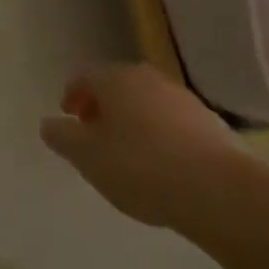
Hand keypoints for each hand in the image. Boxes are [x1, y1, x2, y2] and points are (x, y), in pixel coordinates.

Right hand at [40, 63, 240, 229]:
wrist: (219, 191)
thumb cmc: (140, 167)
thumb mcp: (87, 157)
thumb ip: (62, 137)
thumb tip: (49, 124)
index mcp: (114, 78)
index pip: (84, 77)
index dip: (71, 96)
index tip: (69, 119)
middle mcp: (147, 78)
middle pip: (116, 87)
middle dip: (102, 108)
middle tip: (95, 135)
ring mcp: (182, 98)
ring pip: (146, 104)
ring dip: (133, 122)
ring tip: (129, 155)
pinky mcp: (210, 123)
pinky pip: (173, 124)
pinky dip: (161, 136)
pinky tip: (163, 167)